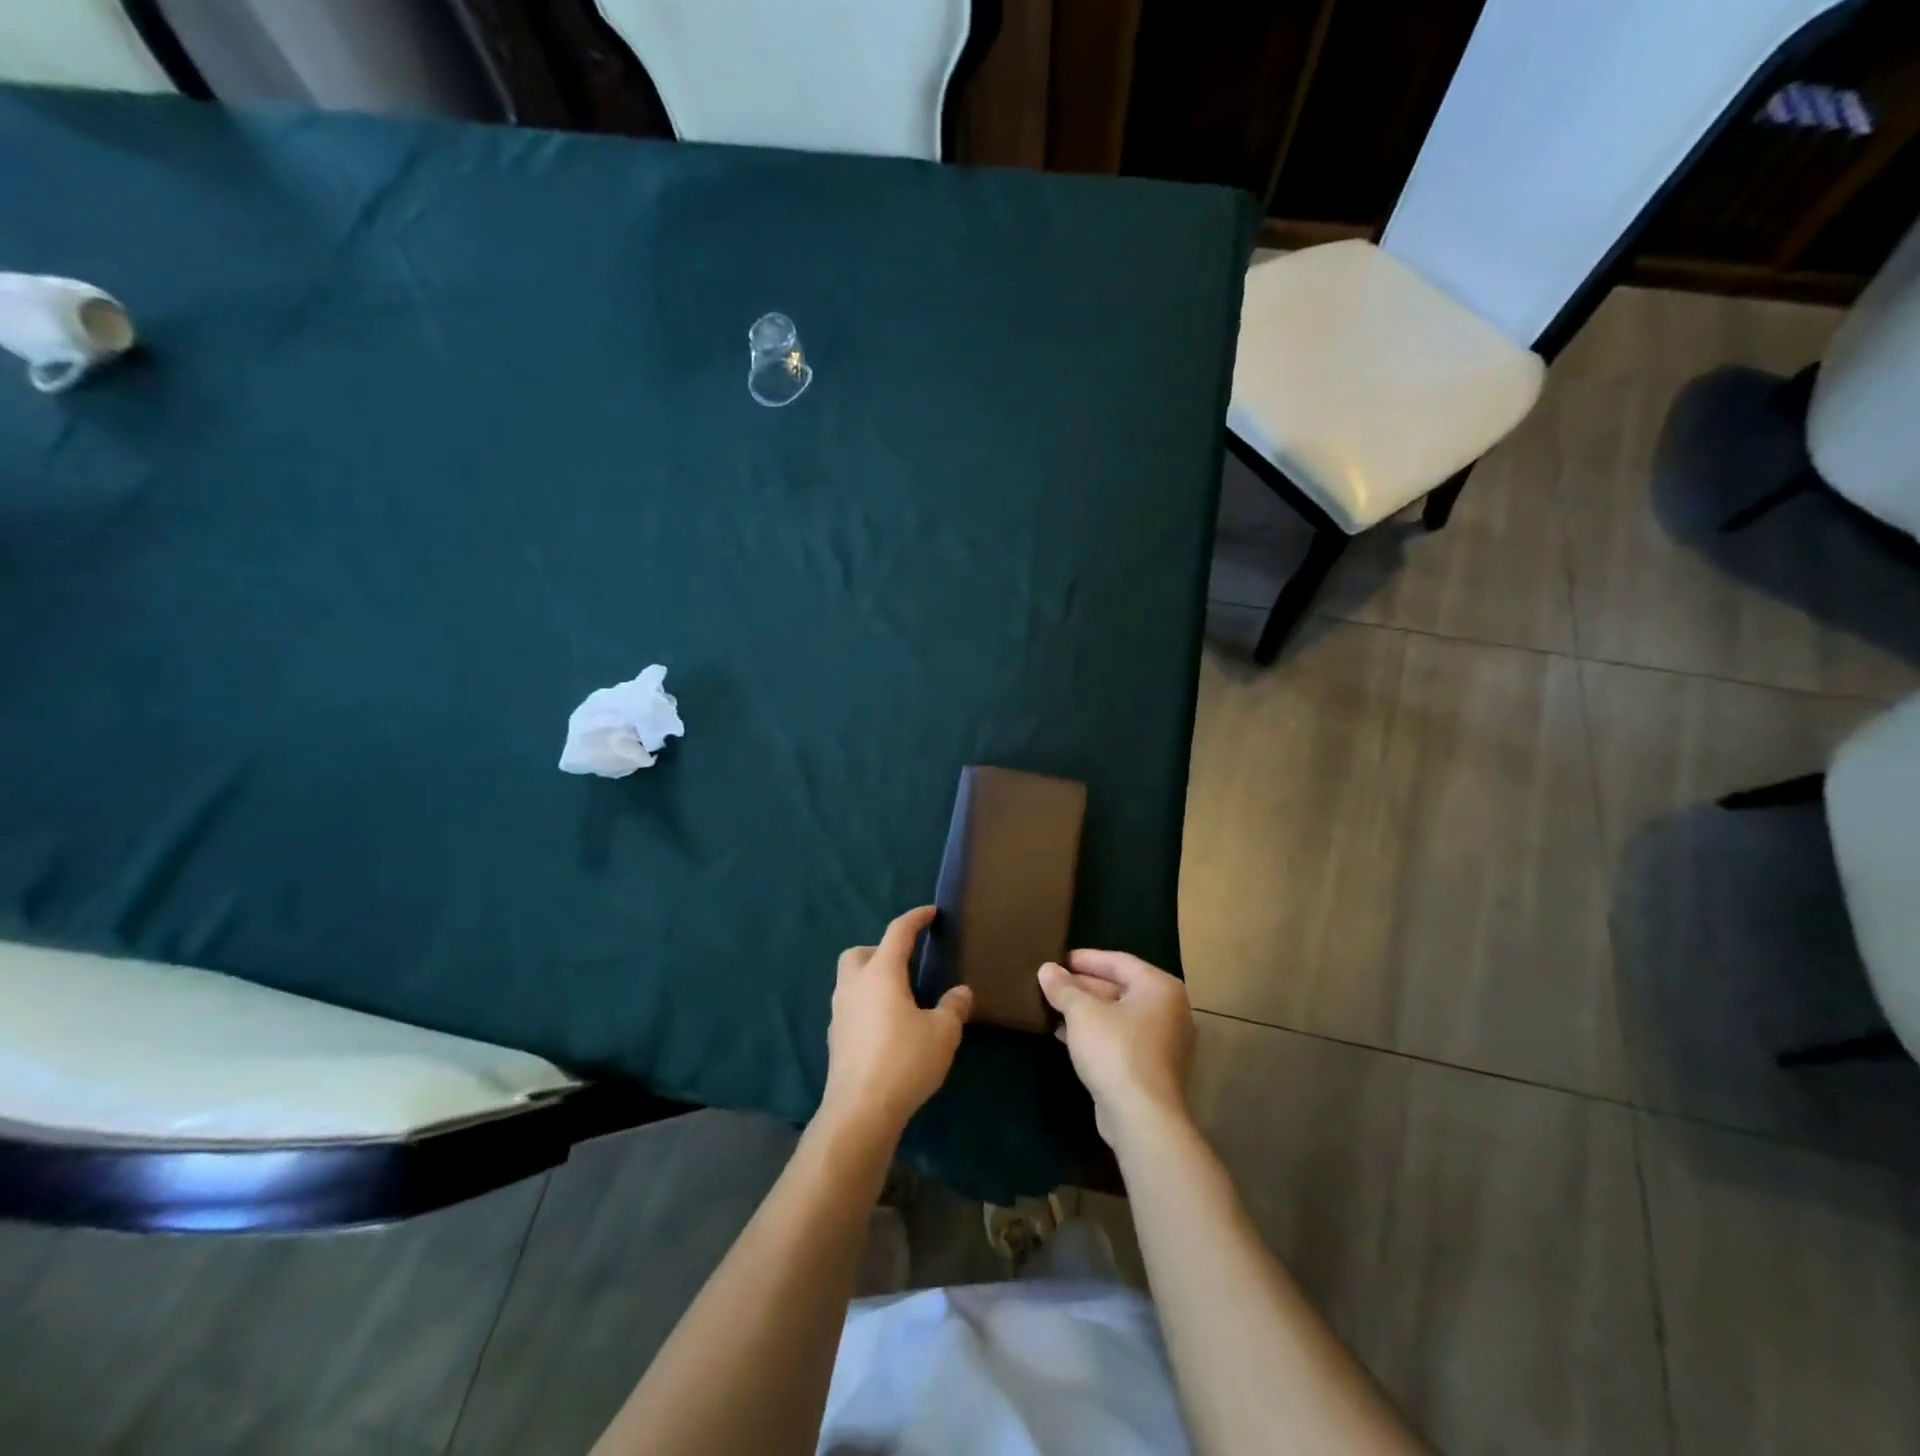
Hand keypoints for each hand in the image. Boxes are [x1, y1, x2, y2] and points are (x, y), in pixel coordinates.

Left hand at [820, 906, 971, 1138]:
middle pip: (859, 952)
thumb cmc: (904, 1061)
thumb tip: (961, 992)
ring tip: (899, 997)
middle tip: (906, 964)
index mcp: (881, 973)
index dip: (915, 918)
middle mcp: (854, 985)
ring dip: (871, 979)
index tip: (930, 913)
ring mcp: (839, 1013)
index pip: (897, 932)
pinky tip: (886, 1027)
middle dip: (880, 950)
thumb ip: (953, 1007)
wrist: (860, 1111)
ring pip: (850, 980)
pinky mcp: (835, 1039)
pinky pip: (850, 1007)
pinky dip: (866, 1006)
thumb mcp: (942, 1033)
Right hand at [1039, 950, 1195, 1149]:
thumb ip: (1063, 988)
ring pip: (1118, 1015)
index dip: (1085, 958)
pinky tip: (1064, 1034)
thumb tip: (1047, 969)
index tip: (1058, 959)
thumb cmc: (1115, 1050)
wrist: (1141, 1118)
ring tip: (1052, 1007)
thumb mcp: (1082, 1012)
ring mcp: (1164, 1042)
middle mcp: (1168, 1010)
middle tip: (1052, 983)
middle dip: (1083, 986)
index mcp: (1159, 988)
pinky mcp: (1152, 1068)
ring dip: (1085, 1011)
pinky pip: (1120, 1038)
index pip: (1119, 961)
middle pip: (1119, 987)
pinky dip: (1095, 1033)